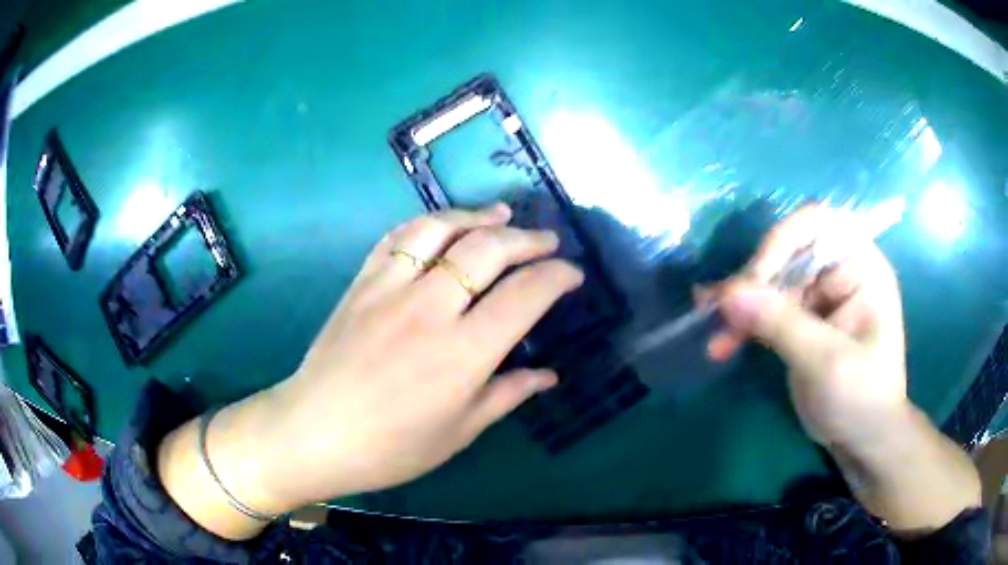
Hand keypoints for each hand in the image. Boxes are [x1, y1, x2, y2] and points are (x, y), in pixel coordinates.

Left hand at [238, 204, 582, 511]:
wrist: (315, 433)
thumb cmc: (392, 447)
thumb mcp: (459, 431)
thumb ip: (507, 394)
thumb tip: (548, 376)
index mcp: (463, 354)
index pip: (525, 296)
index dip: (557, 277)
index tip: (572, 274)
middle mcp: (430, 309)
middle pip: (488, 250)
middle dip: (527, 239)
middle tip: (547, 240)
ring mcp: (390, 289)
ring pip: (440, 230)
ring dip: (477, 216)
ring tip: (501, 214)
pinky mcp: (362, 283)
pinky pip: (397, 238)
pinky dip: (427, 223)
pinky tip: (443, 225)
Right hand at [711, 205, 908, 448]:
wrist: (863, 440)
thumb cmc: (862, 399)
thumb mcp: (827, 363)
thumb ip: (782, 325)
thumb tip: (727, 294)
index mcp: (861, 266)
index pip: (817, 225)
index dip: (782, 241)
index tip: (754, 282)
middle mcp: (839, 272)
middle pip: (785, 254)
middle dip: (752, 284)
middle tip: (720, 316)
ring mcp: (819, 296)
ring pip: (769, 283)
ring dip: (740, 307)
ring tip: (714, 335)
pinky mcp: (802, 320)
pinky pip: (766, 308)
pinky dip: (742, 322)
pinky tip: (720, 337)